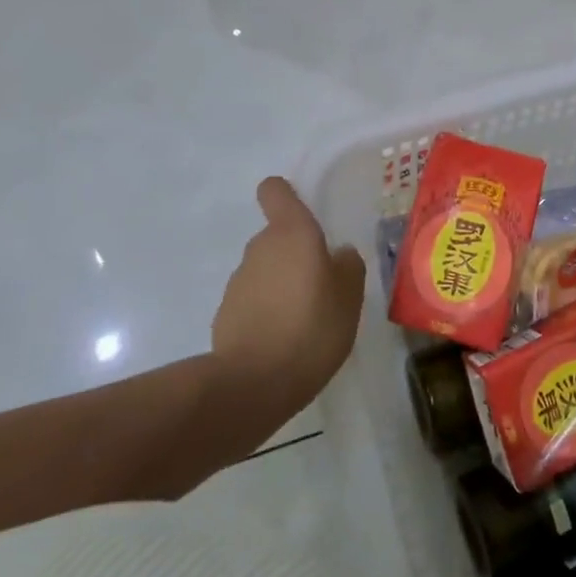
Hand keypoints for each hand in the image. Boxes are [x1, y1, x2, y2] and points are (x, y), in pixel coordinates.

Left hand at [212, 178, 366, 420]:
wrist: (253, 385)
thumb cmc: (312, 328)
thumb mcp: (350, 296)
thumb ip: (348, 266)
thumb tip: (338, 254)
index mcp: (292, 233)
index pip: (275, 191)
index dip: (285, 196)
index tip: (301, 214)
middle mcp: (260, 247)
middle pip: (276, 237)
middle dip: (295, 256)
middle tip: (321, 288)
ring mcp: (238, 282)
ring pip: (265, 271)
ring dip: (281, 286)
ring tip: (304, 322)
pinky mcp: (224, 315)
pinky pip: (253, 302)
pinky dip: (266, 313)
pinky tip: (282, 343)